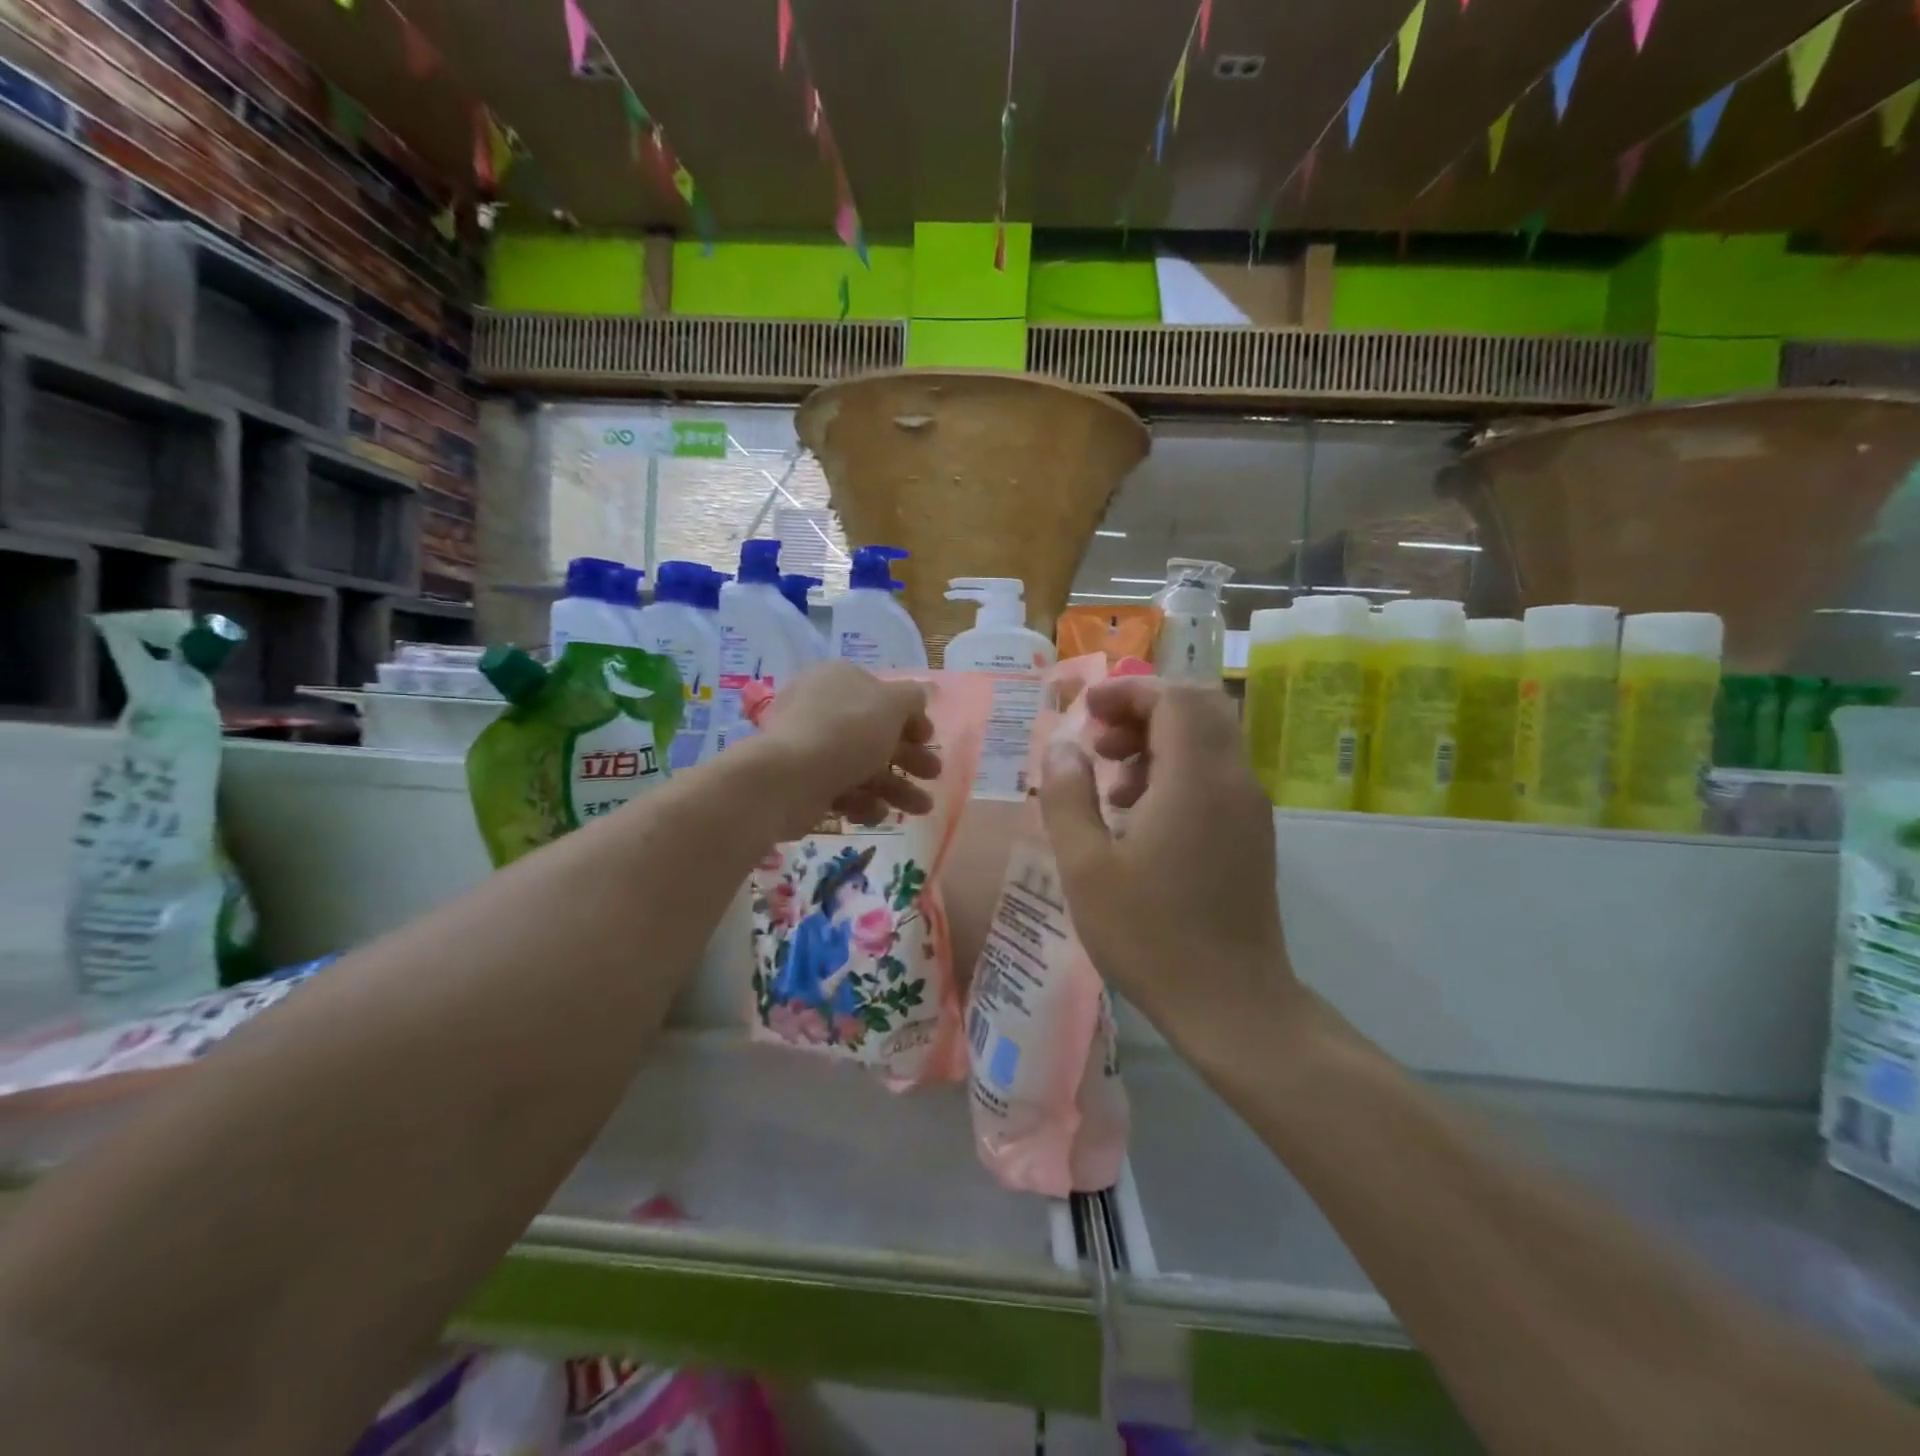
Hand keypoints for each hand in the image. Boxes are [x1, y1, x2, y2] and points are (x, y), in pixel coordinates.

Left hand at [754, 661, 939, 836]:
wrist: (788, 779)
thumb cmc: (846, 732)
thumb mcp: (891, 705)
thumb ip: (912, 697)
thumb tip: (923, 691)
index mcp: (840, 681)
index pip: (881, 695)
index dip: (910, 717)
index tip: (929, 738)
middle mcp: (823, 709)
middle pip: (875, 734)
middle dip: (909, 757)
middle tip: (933, 774)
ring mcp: (811, 747)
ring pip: (863, 766)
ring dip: (896, 787)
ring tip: (921, 808)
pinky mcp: (805, 783)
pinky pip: (842, 791)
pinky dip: (863, 803)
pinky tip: (877, 814)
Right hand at [1038, 676, 1304, 1057]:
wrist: (1231, 1005)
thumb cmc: (1150, 935)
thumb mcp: (1086, 867)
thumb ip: (1068, 797)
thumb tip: (1063, 749)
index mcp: (1196, 779)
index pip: (1175, 697)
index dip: (1128, 692)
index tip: (1086, 712)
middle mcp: (1233, 781)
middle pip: (1198, 709)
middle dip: (1143, 712)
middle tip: (1099, 744)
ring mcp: (1249, 809)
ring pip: (1209, 742)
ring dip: (1159, 743)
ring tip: (1112, 784)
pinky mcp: (1252, 835)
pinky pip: (1215, 776)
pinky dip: (1177, 772)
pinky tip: (1139, 818)